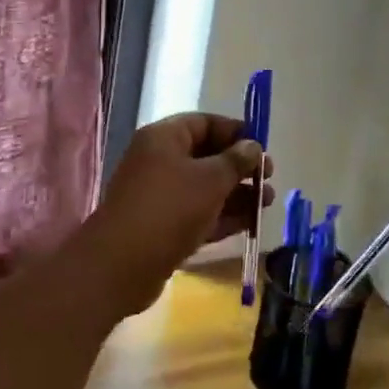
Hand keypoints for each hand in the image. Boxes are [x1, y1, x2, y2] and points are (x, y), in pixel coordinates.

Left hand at [88, 112, 274, 315]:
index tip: (263, 148)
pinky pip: (198, 213)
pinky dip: (222, 216)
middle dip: (240, 167)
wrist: (120, 265)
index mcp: (165, 138)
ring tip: (267, 203)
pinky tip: (250, 224)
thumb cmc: (169, 209)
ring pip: (204, 187)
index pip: (205, 123)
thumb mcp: (210, 180)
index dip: (236, 132)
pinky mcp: (162, 226)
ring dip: (236, 194)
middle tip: (268, 179)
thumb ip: (236, 161)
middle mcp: (159, 161)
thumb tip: (253, 146)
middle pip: (206, 156)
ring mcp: (160, 195)